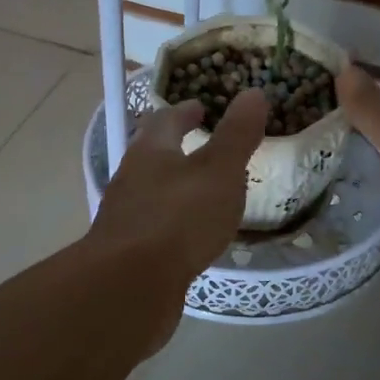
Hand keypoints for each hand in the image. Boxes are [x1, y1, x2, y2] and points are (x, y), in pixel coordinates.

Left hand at [84, 89, 267, 352]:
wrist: (130, 287)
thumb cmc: (178, 218)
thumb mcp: (219, 171)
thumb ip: (237, 134)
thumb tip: (253, 93)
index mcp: (150, 151)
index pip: (165, 120)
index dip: (185, 111)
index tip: (201, 107)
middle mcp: (131, 178)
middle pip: (153, 154)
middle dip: (177, 147)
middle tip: (206, 146)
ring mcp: (126, 217)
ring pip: (153, 191)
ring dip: (175, 186)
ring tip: (205, 191)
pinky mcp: (128, 252)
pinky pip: (156, 227)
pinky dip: (174, 222)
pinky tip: (192, 236)